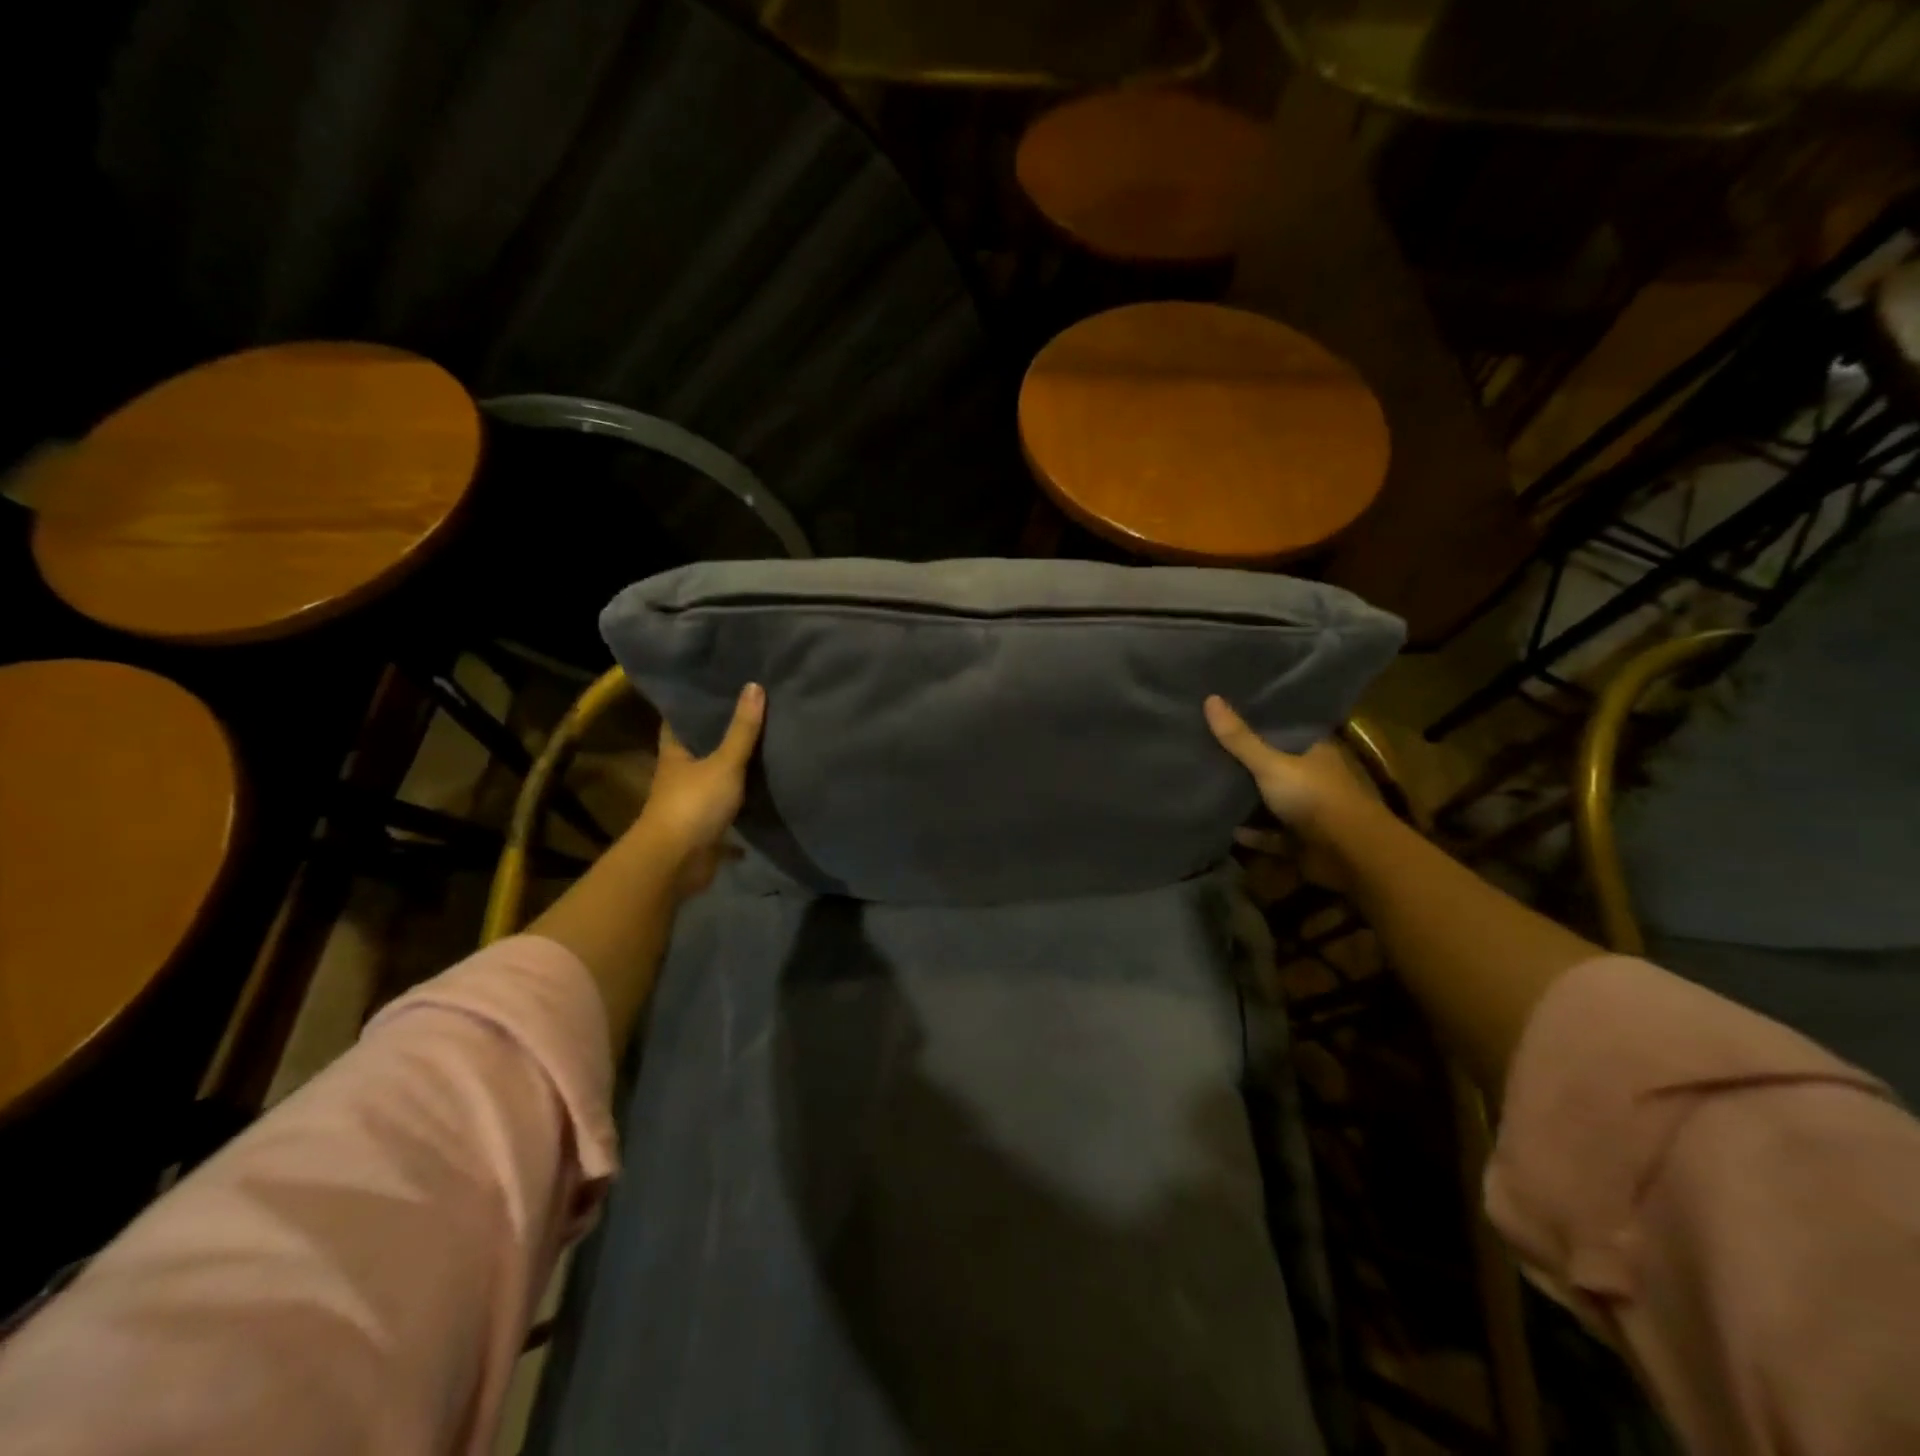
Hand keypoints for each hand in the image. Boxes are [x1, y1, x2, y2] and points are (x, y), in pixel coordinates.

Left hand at [632, 682, 764, 897]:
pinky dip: (741, 817)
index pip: (678, 721)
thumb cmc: (694, 804)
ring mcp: (689, 807)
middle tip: (750, 714)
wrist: (676, 863)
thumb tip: (754, 685)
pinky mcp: (703, 833)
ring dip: (731, 776)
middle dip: (718, 738)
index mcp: (675, 755)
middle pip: (697, 752)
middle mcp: (678, 778)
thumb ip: (742, 730)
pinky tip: (761, 808)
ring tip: (762, 752)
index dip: (692, 705)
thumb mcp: (724, 762)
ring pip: (712, 785)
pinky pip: (726, 820)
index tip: (713, 687)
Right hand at [1203, 695, 1376, 843]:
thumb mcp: (1271, 764)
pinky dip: (1254, 835)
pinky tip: (1229, 830)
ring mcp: (1310, 812)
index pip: (1284, 731)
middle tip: (1209, 750)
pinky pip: (1272, 836)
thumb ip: (1240, 738)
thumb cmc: (1313, 796)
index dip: (1258, 723)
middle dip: (1248, 763)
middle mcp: (1314, 778)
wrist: (1349, 853)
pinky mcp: (1302, 842)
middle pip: (1276, 766)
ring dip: (1250, 801)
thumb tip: (1210, 698)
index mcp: (1314, 752)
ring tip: (1212, 788)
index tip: (1227, 717)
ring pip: (1274, 802)